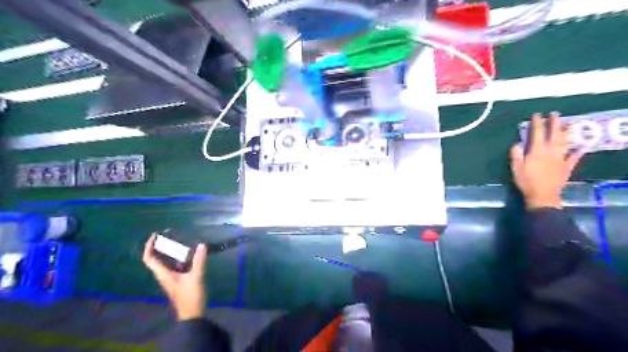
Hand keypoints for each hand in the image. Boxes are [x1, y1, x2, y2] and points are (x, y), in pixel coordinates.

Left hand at [142, 234, 205, 321]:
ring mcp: (171, 277)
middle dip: (161, 245)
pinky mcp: (179, 279)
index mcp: (164, 274)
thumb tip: (201, 245)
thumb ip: (199, 261)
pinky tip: (191, 252)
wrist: (192, 313)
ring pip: (167, 261)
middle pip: (157, 258)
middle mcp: (165, 274)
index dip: (149, 246)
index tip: (155, 235)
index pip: (149, 259)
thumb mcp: (196, 277)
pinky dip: (180, 256)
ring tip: (180, 239)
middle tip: (170, 233)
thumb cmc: (191, 296)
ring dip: (171, 250)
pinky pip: (176, 264)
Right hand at [510, 113, 583, 208]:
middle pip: (554, 134)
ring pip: (565, 142)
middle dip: (554, 123)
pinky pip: (574, 157)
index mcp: (537, 151)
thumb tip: (517, 144)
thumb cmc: (526, 181)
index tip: (536, 115)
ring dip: (567, 132)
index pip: (537, 133)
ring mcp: (560, 159)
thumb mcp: (516, 168)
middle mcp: (550, 152)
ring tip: (569, 124)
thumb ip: (516, 155)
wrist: (542, 195)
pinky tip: (583, 146)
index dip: (536, 123)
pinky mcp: (566, 167)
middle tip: (554, 114)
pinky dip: (579, 151)